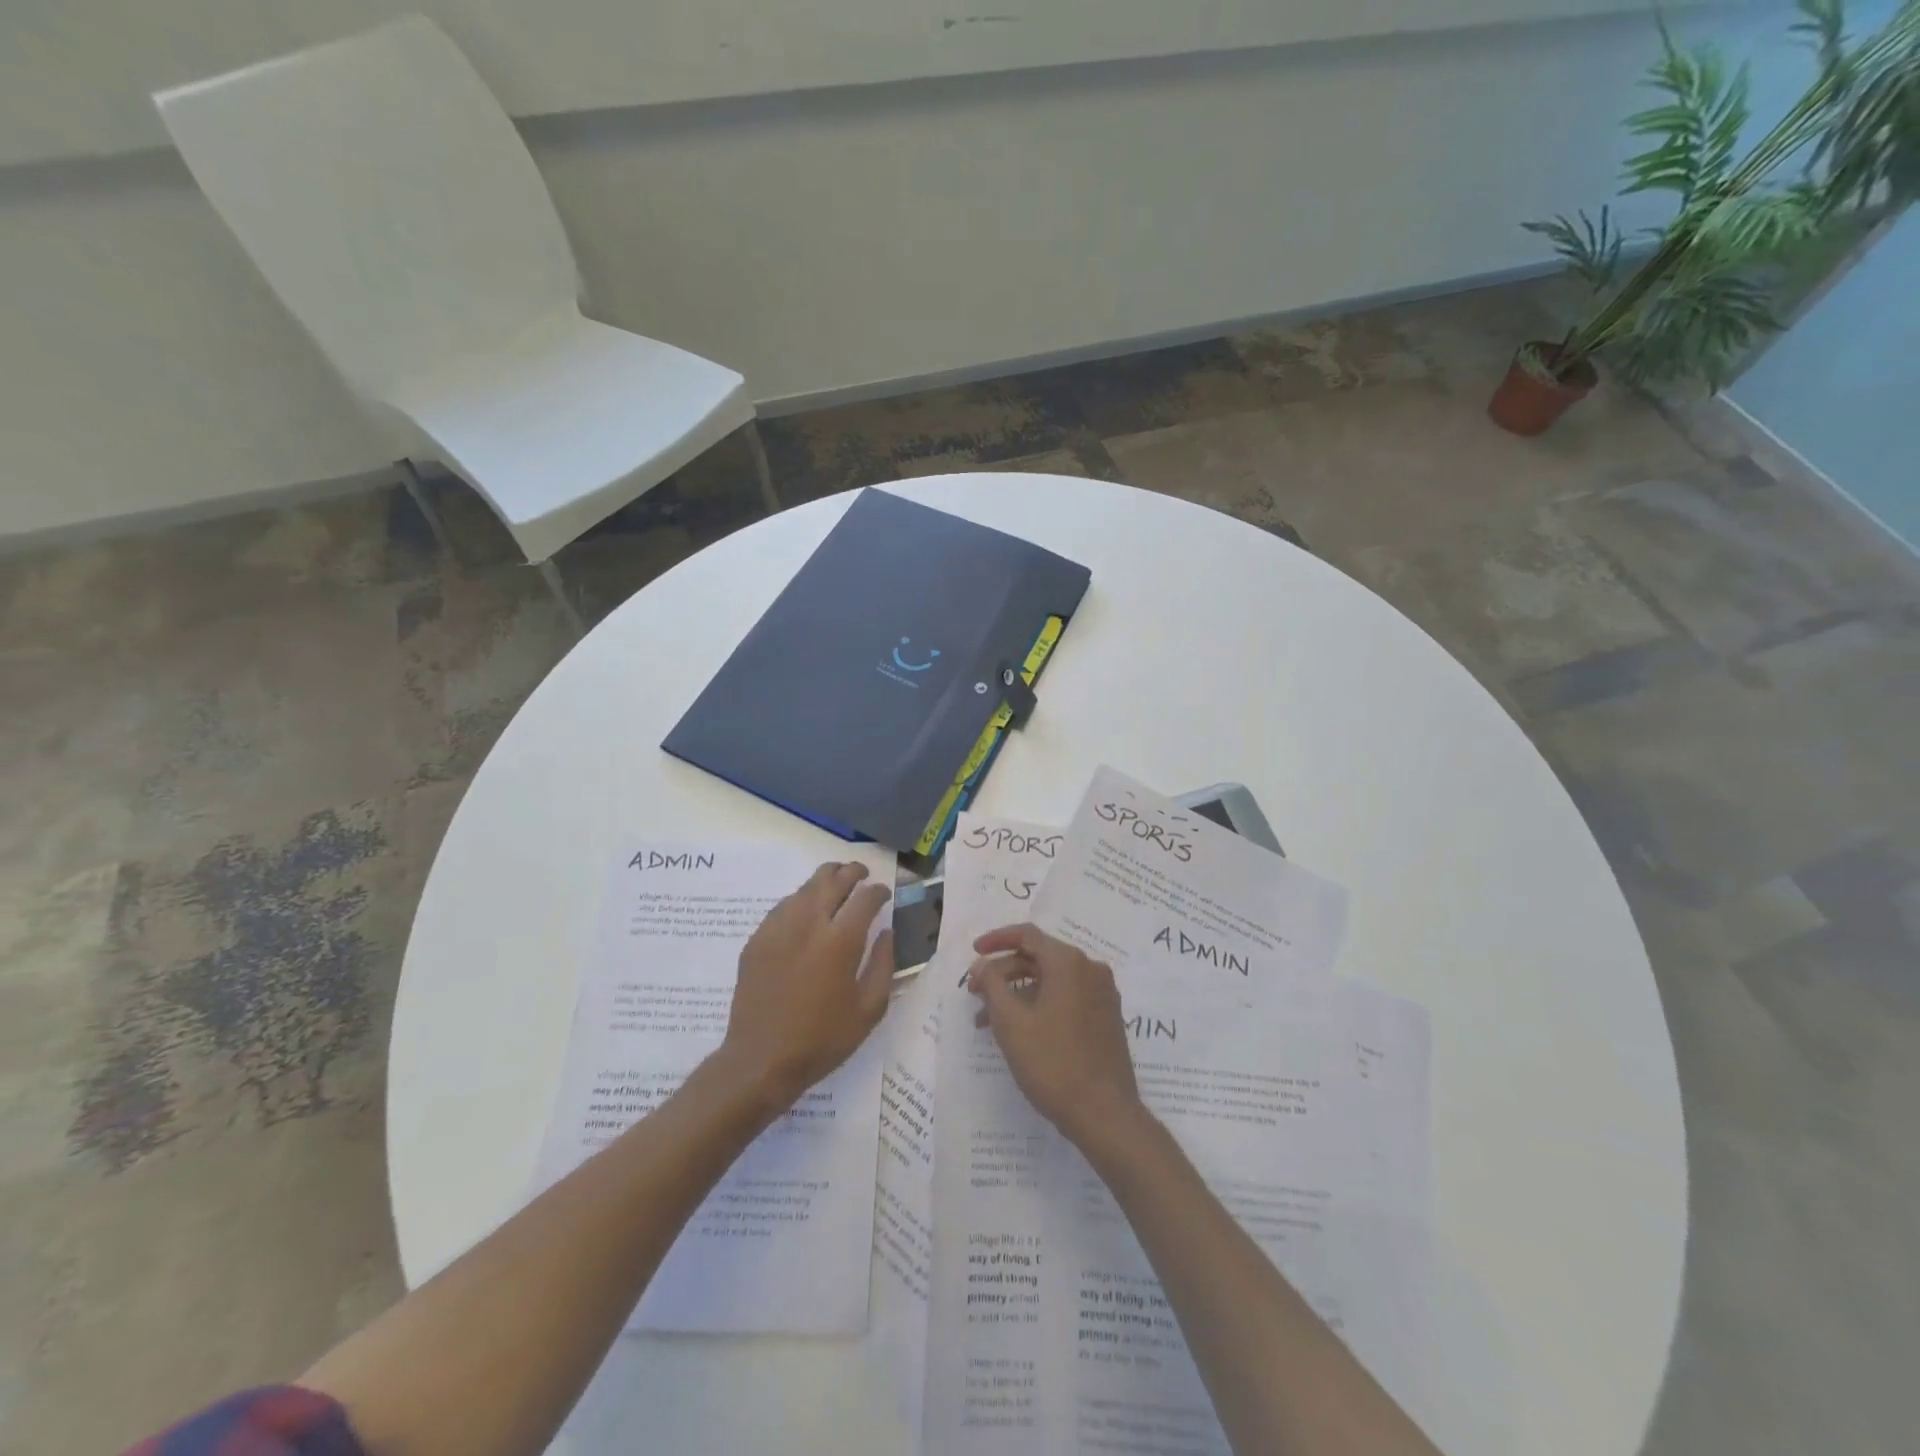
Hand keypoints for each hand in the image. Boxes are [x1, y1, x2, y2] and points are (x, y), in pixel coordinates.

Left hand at [718, 862, 894, 1108]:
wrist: (761, 1060)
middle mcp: (809, 923)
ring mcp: (779, 928)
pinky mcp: (757, 939)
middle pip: (833, 879)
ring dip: (825, 880)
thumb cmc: (823, 1039)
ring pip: (805, 887)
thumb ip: (884, 964)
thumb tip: (886, 932)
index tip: (884, 894)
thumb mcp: (869, 1009)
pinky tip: (806, 911)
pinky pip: (783, 906)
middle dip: (852, 872)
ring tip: (836, 884)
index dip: (879, 891)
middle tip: (862, 874)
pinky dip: (801, 899)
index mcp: (841, 940)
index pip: (865, 898)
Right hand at [967, 924, 1144, 1148]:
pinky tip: (1019, 1030)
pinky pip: (1067, 997)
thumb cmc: (1053, 1063)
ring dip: (1018, 993)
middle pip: (1039, 957)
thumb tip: (983, 964)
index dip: (996, 940)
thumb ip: (992, 984)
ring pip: (1051, 981)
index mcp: (1069, 963)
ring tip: (987, 1022)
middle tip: (975, 994)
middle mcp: (1090, 969)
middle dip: (1003, 972)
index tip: (974, 953)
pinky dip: (1039, 1005)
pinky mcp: (1106, 1017)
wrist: (1105, 1113)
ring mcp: (1102, 994)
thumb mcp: (1011, 1022)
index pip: (1027, 935)